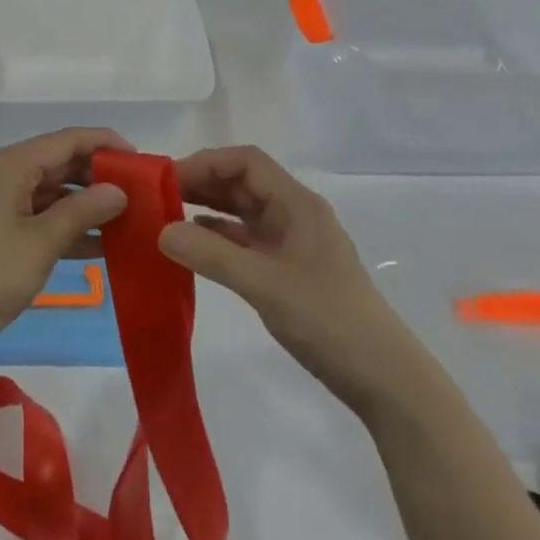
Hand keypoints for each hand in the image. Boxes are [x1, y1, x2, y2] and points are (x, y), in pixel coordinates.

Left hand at [0, 129, 130, 354]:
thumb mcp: (41, 242)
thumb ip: (83, 211)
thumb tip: (118, 190)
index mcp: (11, 164)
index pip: (68, 140)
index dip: (106, 145)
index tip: (142, 161)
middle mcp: (3, 173)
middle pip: (59, 163)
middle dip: (99, 177)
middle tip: (141, 194)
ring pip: (51, 192)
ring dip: (85, 205)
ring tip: (128, 220)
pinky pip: (38, 216)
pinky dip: (66, 226)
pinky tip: (100, 246)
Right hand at [160, 146, 398, 411]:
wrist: (383, 377)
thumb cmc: (328, 320)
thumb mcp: (265, 285)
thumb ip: (212, 255)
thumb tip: (161, 231)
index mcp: (297, 204)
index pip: (246, 162)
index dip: (206, 163)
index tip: (167, 180)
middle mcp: (294, 214)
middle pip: (242, 182)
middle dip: (201, 183)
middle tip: (156, 197)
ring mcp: (292, 242)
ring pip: (243, 211)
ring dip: (207, 208)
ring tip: (165, 216)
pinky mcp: (287, 269)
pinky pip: (246, 240)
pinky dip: (218, 236)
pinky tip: (193, 245)